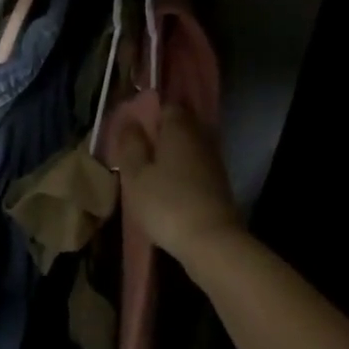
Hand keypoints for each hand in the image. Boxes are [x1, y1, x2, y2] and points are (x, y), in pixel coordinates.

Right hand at [114, 103, 242, 267]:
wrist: (211, 241)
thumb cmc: (166, 203)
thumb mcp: (136, 175)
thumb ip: (131, 145)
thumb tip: (129, 120)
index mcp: (179, 128)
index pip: (166, 107)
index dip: (149, 114)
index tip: (133, 129)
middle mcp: (200, 138)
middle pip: (180, 126)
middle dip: (161, 134)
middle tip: (138, 150)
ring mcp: (213, 161)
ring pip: (188, 147)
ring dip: (171, 155)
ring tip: (149, 170)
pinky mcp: (219, 184)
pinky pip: (196, 166)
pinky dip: (182, 171)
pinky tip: (168, 186)